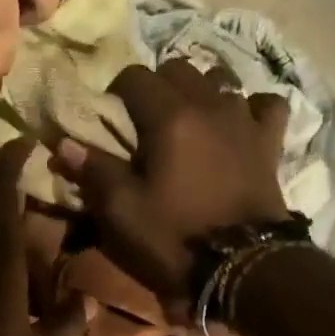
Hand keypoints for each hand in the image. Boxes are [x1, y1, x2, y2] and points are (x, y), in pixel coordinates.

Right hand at [51, 59, 290, 313]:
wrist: (243, 266)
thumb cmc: (175, 237)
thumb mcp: (123, 212)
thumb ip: (95, 171)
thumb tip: (64, 143)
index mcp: (169, 116)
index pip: (135, 77)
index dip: (116, 92)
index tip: (110, 118)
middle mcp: (209, 104)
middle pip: (178, 69)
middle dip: (157, 86)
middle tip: (145, 121)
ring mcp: (244, 120)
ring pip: (220, 80)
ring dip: (200, 92)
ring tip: (189, 121)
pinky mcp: (270, 142)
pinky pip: (265, 105)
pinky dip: (250, 108)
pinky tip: (238, 125)